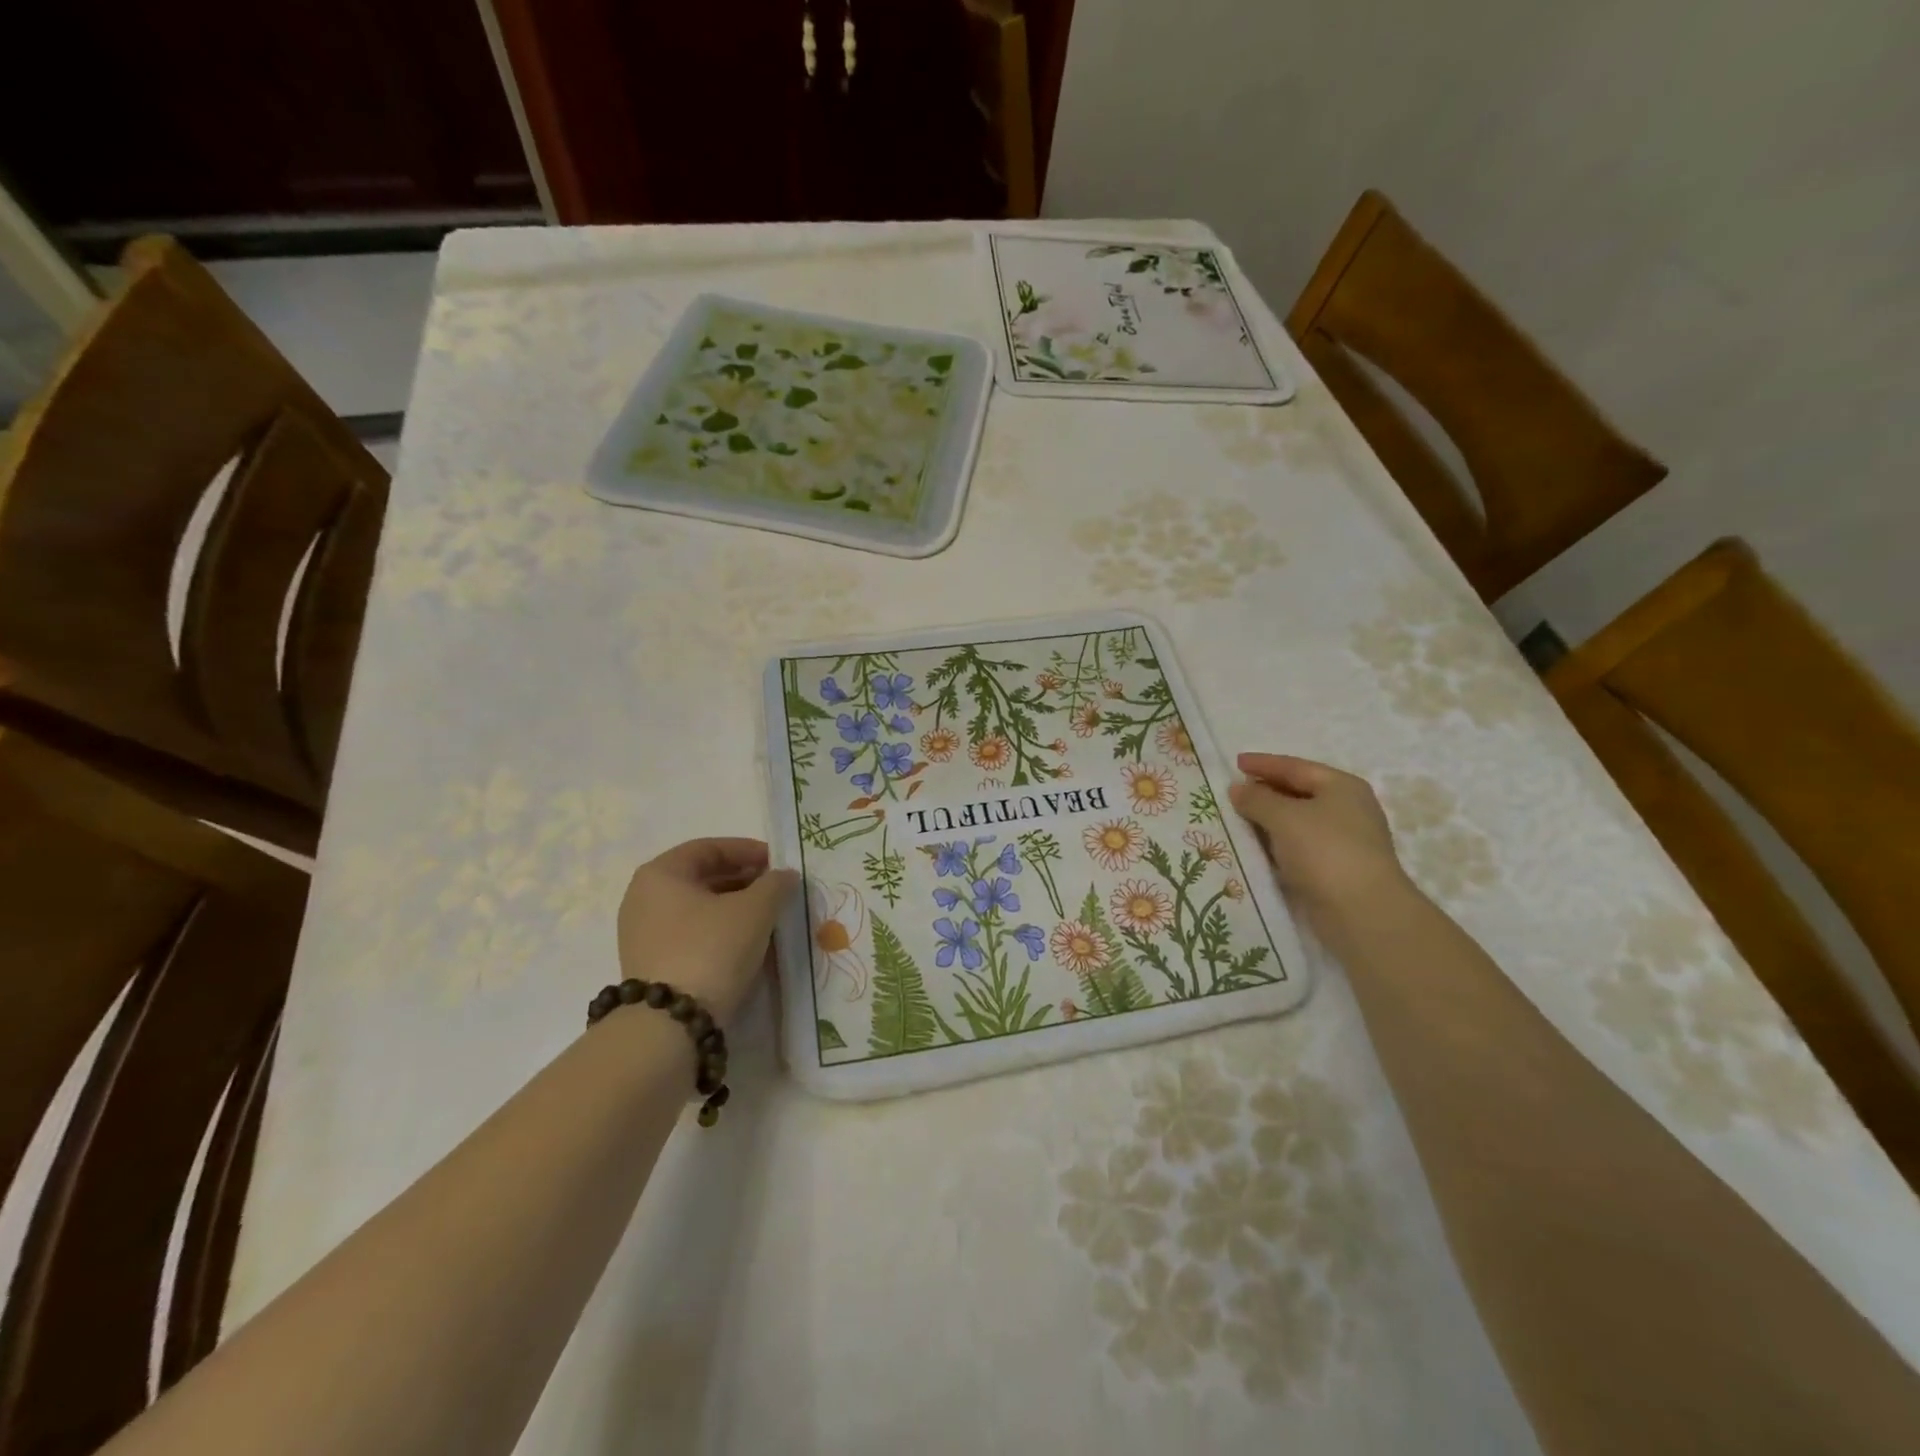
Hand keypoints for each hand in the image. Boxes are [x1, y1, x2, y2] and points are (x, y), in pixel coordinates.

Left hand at [616, 839, 798, 1021]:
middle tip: (777, 889)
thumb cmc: (712, 949)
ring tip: (769, 917)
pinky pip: (692, 934)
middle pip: (702, 877)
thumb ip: (775, 884)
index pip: (710, 848)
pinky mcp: (652, 964)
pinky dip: (721, 931)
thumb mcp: (755, 909)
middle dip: (744, 880)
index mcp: (660, 874)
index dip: (748, 850)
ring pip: (699, 908)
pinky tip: (748, 943)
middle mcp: (644, 898)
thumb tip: (784, 876)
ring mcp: (644, 934)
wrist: (671, 1025)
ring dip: (735, 907)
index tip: (779, 863)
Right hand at [1227, 753, 1412, 925]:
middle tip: (1234, 792)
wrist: (1363, 912)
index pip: (1295, 767)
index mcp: (1341, 786)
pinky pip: (1300, 846)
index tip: (1235, 763)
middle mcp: (1348, 809)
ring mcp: (1345, 840)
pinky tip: (1257, 848)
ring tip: (1239, 819)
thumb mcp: (1283, 817)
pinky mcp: (1337, 868)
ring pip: (1298, 821)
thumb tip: (1238, 789)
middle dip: (1266, 792)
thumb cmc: (1324, 851)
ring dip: (1269, 820)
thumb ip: (1256, 799)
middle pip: (1299, 792)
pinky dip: (1278, 843)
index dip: (1264, 764)